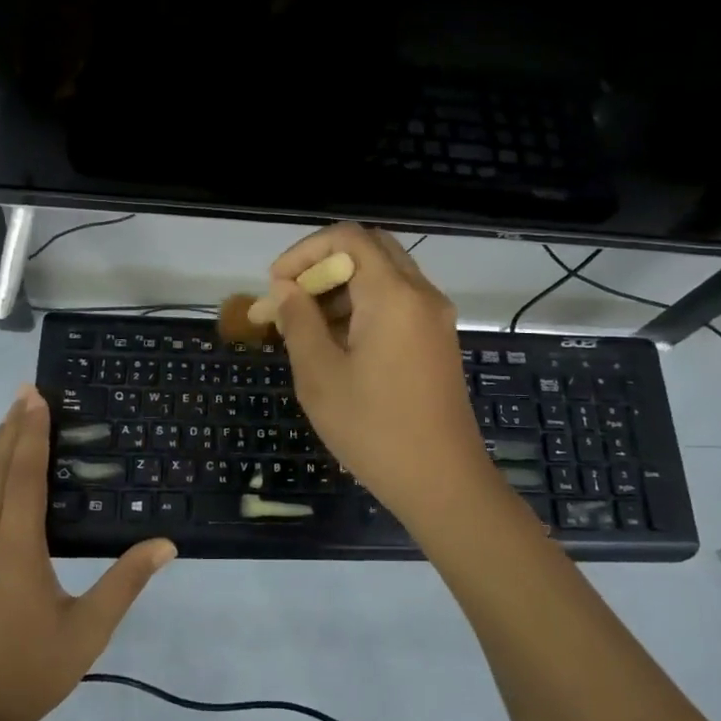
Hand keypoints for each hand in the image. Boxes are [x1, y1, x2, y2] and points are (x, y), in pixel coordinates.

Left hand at [0, 386, 175, 720]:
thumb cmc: (27, 674)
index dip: (33, 432)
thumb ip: (125, 583)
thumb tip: (166, 544)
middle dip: (13, 429)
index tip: (36, 397)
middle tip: (24, 393)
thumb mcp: (87, 631)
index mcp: (18, 547)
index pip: (27, 475)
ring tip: (3, 420)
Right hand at [269, 224, 498, 525]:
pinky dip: (363, 308)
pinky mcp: (437, 341)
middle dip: (323, 266)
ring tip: (305, 328)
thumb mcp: (320, 376)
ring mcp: (435, 318)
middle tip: (292, 300)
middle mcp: (421, 294)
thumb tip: (286, 289)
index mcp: (394, 295)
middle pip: (370, 250)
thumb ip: (299, 322)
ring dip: (342, 288)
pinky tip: (337, 345)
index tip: (276, 286)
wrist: (443, 482)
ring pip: (384, 276)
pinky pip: (397, 303)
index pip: (348, 237)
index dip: (304, 251)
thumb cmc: (374, 430)